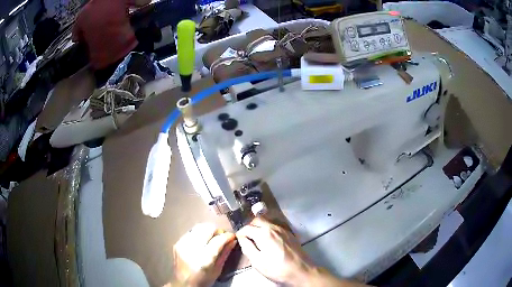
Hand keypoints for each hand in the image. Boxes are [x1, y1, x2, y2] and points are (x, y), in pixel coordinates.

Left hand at [172, 223, 236, 286]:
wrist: (183, 283)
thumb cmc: (203, 280)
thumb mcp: (217, 270)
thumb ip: (225, 253)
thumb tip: (232, 240)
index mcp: (204, 258)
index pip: (218, 240)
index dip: (227, 236)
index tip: (232, 236)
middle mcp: (192, 248)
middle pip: (207, 229)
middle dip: (217, 231)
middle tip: (222, 237)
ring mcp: (183, 244)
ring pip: (199, 227)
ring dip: (208, 231)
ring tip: (211, 239)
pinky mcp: (177, 242)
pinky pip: (191, 232)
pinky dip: (199, 234)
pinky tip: (201, 242)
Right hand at [236, 218, 314, 284]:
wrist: (301, 271)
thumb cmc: (277, 269)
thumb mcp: (257, 262)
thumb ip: (247, 247)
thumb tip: (242, 238)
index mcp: (264, 233)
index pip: (247, 228)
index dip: (240, 233)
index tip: (238, 239)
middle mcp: (273, 228)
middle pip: (257, 220)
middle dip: (249, 227)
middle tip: (246, 238)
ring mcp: (283, 230)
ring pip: (266, 222)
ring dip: (258, 227)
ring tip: (256, 239)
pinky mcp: (289, 234)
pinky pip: (275, 227)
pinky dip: (267, 230)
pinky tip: (268, 241)